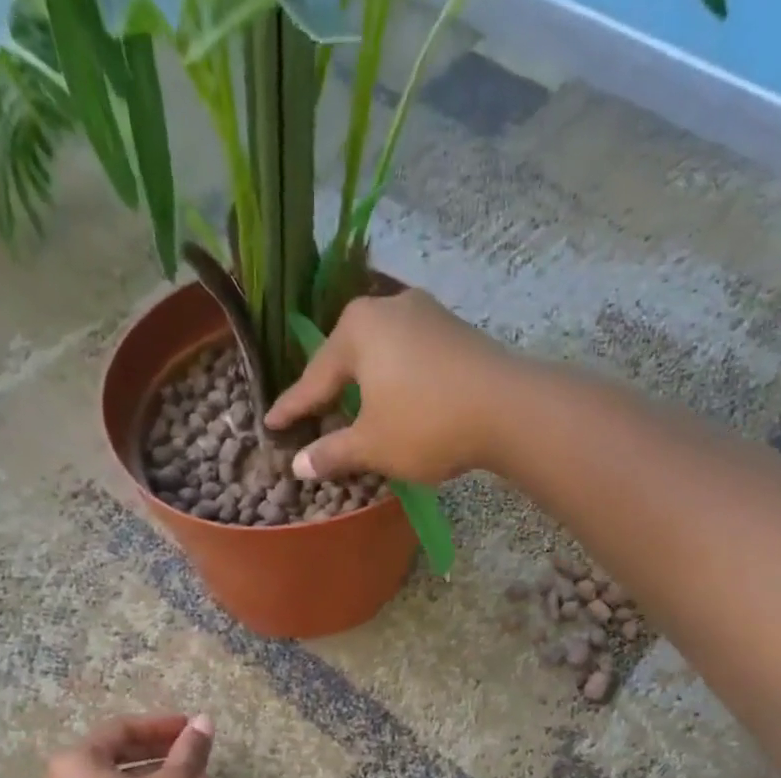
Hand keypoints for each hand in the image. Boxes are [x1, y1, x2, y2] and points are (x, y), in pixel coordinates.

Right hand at [265, 289, 515, 485]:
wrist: (509, 409)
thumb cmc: (426, 424)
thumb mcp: (372, 446)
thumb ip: (333, 453)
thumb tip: (299, 465)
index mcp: (357, 329)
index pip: (314, 378)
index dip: (292, 408)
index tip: (271, 425)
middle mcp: (388, 308)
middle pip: (347, 357)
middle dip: (330, 389)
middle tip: (312, 415)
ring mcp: (427, 314)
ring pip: (381, 354)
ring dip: (366, 385)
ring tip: (353, 409)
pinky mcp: (456, 331)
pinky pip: (410, 357)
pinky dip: (396, 381)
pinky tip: (397, 400)